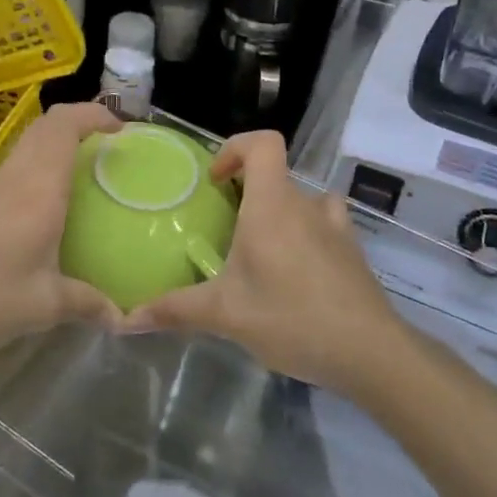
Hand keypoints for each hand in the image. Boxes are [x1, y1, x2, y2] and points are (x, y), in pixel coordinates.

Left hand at [0, 102, 122, 360]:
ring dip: (51, 158)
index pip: (63, 125)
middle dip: (77, 129)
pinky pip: (5, 181)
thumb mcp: (44, 306)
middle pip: (43, 130)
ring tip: (75, 190)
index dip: (93, 114)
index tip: (120, 128)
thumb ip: (86, 304)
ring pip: (22, 155)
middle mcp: (10, 178)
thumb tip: (121, 317)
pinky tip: (32, 225)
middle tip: (103, 153)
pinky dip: (28, 183)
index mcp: (37, 187)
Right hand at [121, 131, 408, 395]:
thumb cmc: (292, 318)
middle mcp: (306, 204)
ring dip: (279, 213)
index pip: (263, 143)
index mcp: (272, 205)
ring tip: (259, 250)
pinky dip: (306, 235)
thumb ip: (175, 310)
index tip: (215, 182)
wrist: (370, 352)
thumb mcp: (226, 314)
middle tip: (224, 229)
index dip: (235, 148)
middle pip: (275, 175)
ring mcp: (336, 226)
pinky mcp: (353, 251)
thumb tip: (125, 319)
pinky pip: (324, 225)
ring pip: (301, 200)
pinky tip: (294, 273)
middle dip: (246, 193)